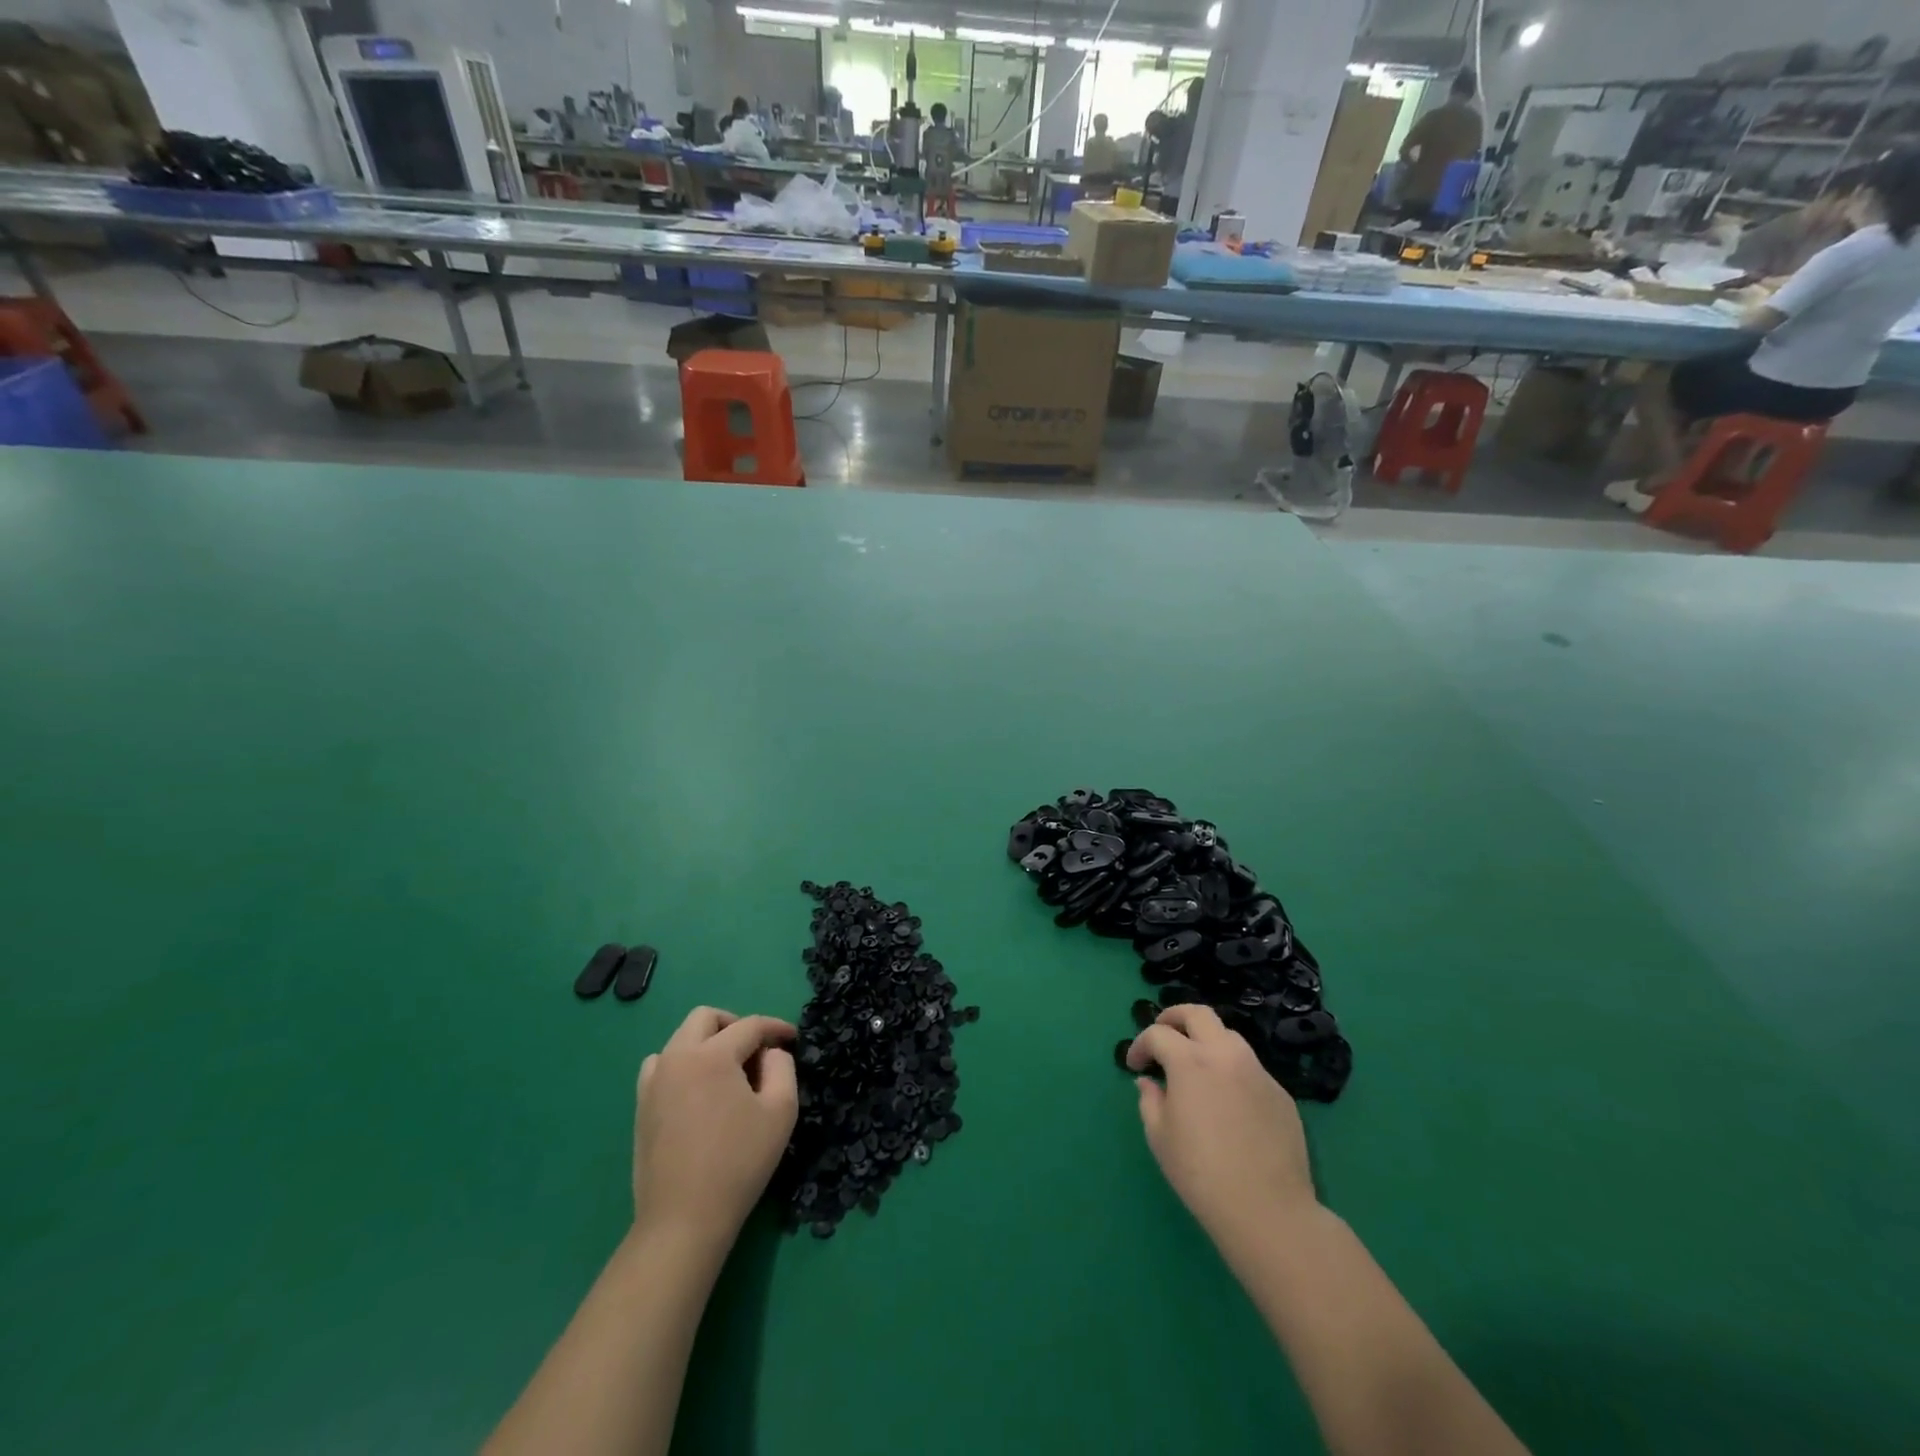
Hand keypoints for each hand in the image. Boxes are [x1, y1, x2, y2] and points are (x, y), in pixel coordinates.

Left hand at [632, 1007, 797, 1248]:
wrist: (683, 1220)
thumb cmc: (739, 1163)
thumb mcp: (780, 1111)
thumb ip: (782, 1067)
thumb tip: (770, 1052)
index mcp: (712, 1055)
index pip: (750, 1025)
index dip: (776, 1028)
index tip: (793, 1038)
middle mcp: (677, 1057)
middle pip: (706, 1017)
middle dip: (736, 1025)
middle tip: (756, 1051)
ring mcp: (654, 1081)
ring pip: (681, 1039)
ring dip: (707, 1043)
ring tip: (728, 1073)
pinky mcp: (641, 1105)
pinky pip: (662, 1065)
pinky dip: (684, 1064)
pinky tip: (700, 1092)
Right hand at [1126, 1005, 1317, 1247]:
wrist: (1267, 1210)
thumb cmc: (1201, 1173)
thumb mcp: (1160, 1137)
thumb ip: (1150, 1099)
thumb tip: (1149, 1082)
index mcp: (1190, 1061)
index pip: (1158, 1034)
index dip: (1140, 1045)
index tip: (1135, 1066)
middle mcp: (1225, 1054)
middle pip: (1198, 1013)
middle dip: (1174, 1017)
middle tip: (1163, 1034)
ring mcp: (1257, 1071)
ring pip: (1228, 1036)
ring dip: (1206, 1041)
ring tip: (1195, 1065)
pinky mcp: (1280, 1093)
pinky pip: (1250, 1068)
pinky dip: (1231, 1071)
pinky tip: (1227, 1101)